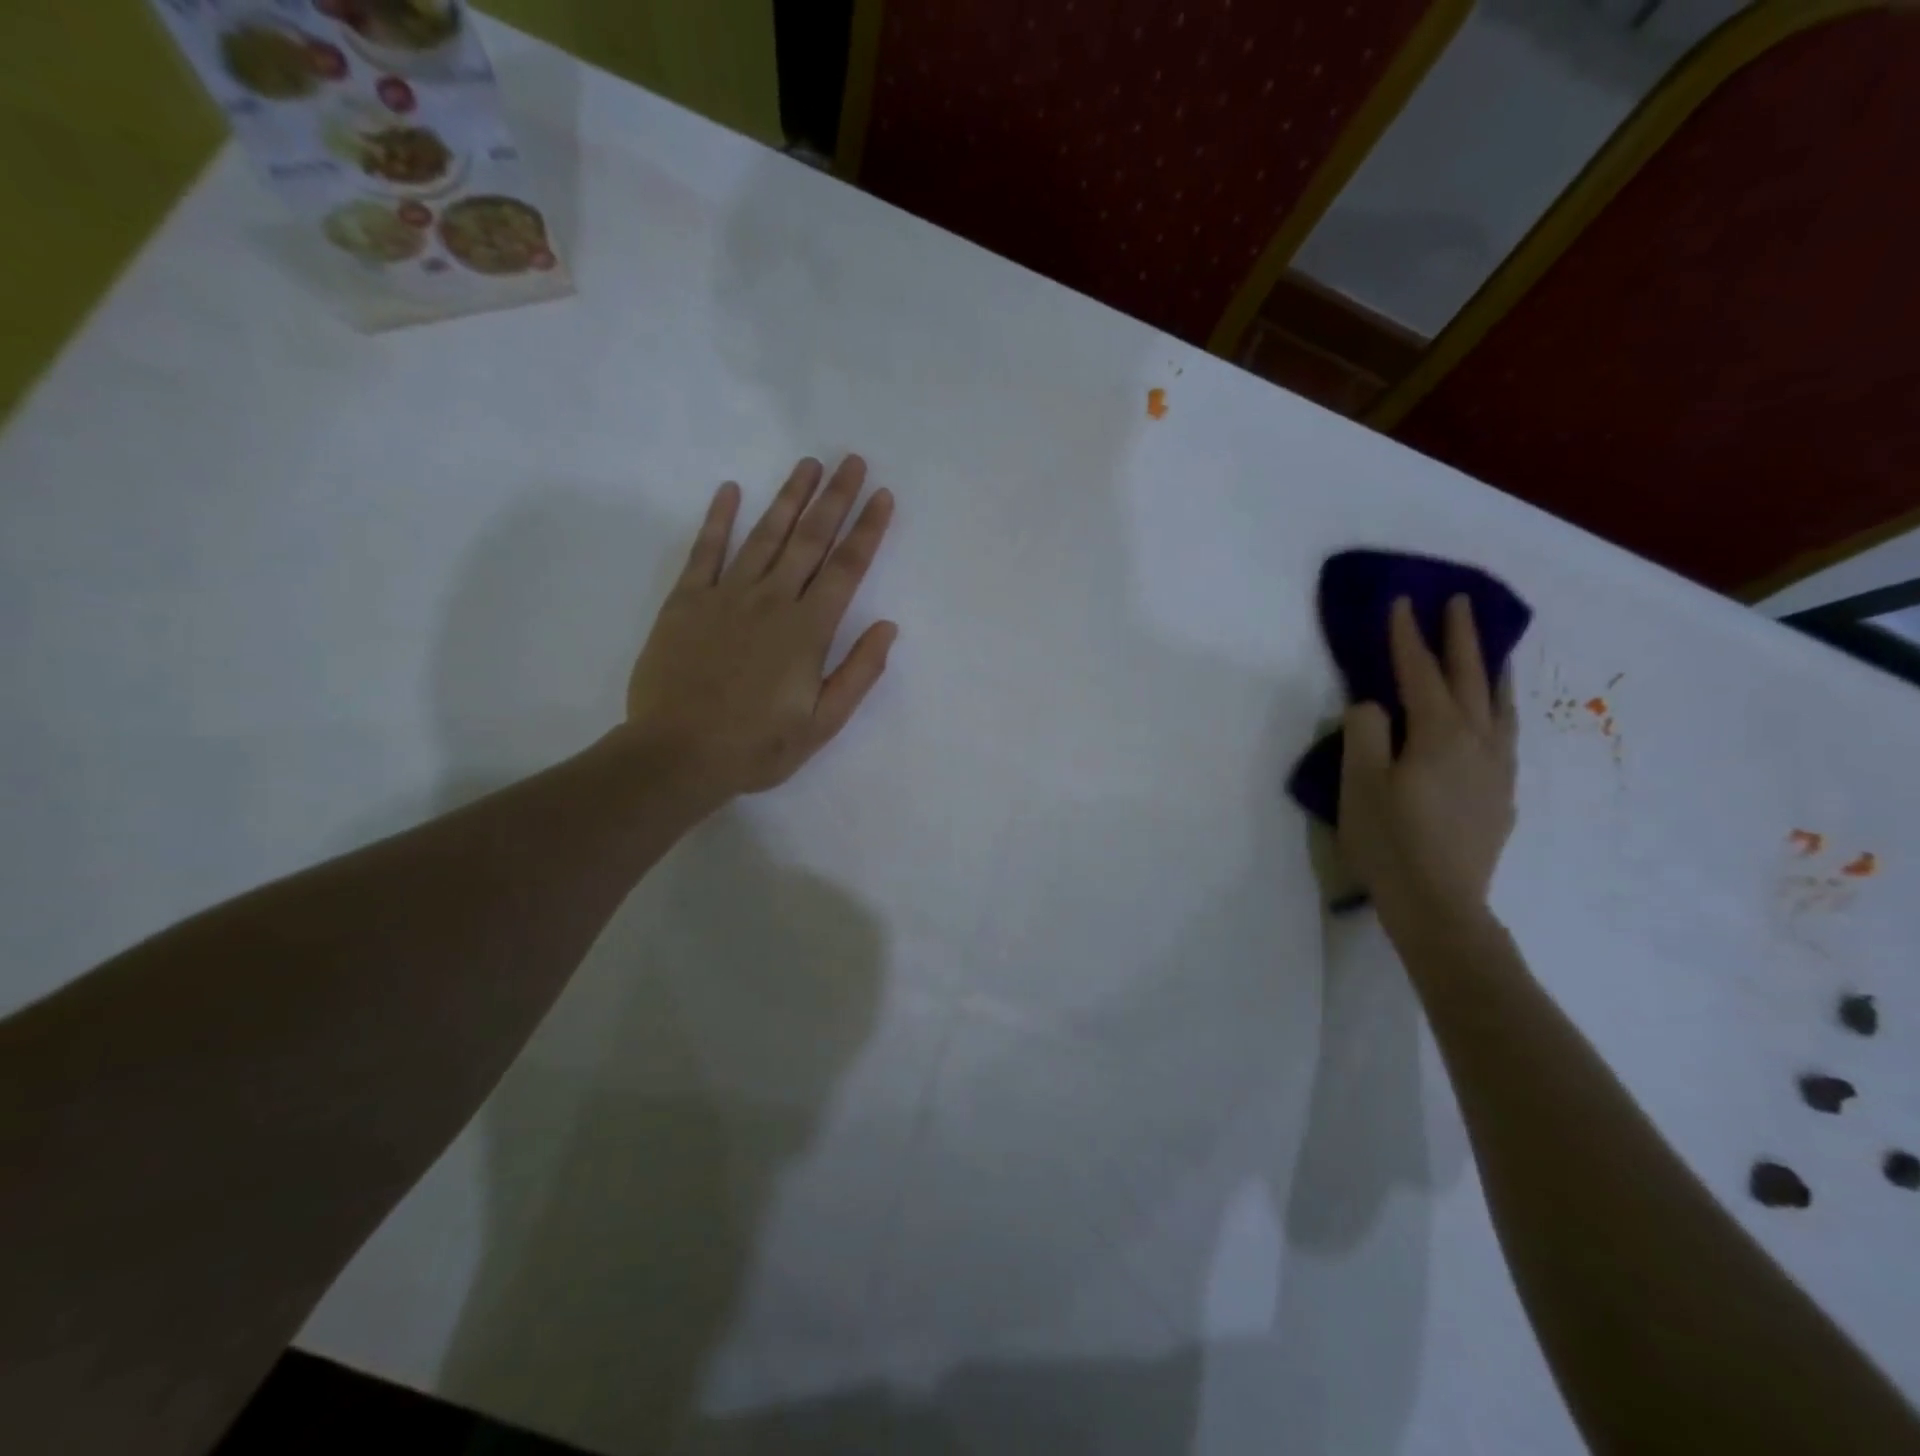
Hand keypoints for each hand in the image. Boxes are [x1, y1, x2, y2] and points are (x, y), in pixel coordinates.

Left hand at [624, 455, 896, 805]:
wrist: (678, 755)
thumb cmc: (757, 746)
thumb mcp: (823, 723)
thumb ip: (858, 673)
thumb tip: (888, 627)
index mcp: (807, 630)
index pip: (846, 569)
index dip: (867, 530)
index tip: (881, 496)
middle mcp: (771, 601)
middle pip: (809, 540)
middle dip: (834, 499)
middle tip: (850, 461)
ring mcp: (726, 596)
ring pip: (764, 536)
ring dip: (788, 497)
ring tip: (808, 465)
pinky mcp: (686, 602)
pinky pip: (705, 551)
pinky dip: (718, 519)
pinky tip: (730, 491)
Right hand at [1337, 595, 1516, 929]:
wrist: (1439, 904)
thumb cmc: (1390, 841)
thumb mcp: (1360, 783)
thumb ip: (1365, 732)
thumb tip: (1375, 706)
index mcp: (1439, 734)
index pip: (1420, 672)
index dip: (1408, 636)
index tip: (1402, 602)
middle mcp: (1478, 742)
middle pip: (1470, 678)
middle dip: (1462, 637)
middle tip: (1460, 602)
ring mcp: (1497, 770)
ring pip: (1500, 705)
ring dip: (1491, 670)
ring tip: (1490, 650)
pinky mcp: (1501, 796)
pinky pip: (1506, 735)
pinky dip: (1499, 710)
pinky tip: (1493, 718)